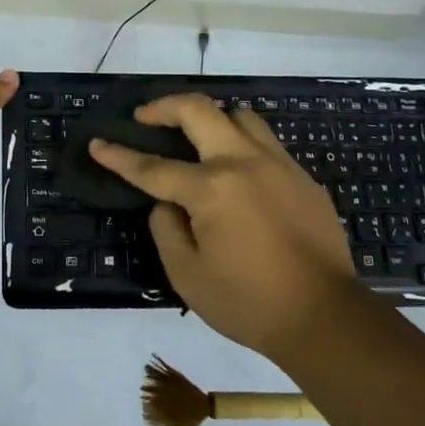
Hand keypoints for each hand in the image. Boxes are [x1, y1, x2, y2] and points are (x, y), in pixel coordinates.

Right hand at [90, 95, 359, 362]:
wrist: (327, 318)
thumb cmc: (249, 303)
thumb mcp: (188, 276)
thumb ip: (167, 230)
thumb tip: (167, 204)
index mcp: (211, 189)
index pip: (152, 166)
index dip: (119, 155)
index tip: (97, 143)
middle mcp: (243, 163)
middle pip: (198, 110)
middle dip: (163, 107)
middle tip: (145, 117)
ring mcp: (279, 165)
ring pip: (239, 115)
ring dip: (210, 118)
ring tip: (197, 136)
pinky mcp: (303, 178)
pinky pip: (266, 143)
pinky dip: (242, 143)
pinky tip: (238, 172)